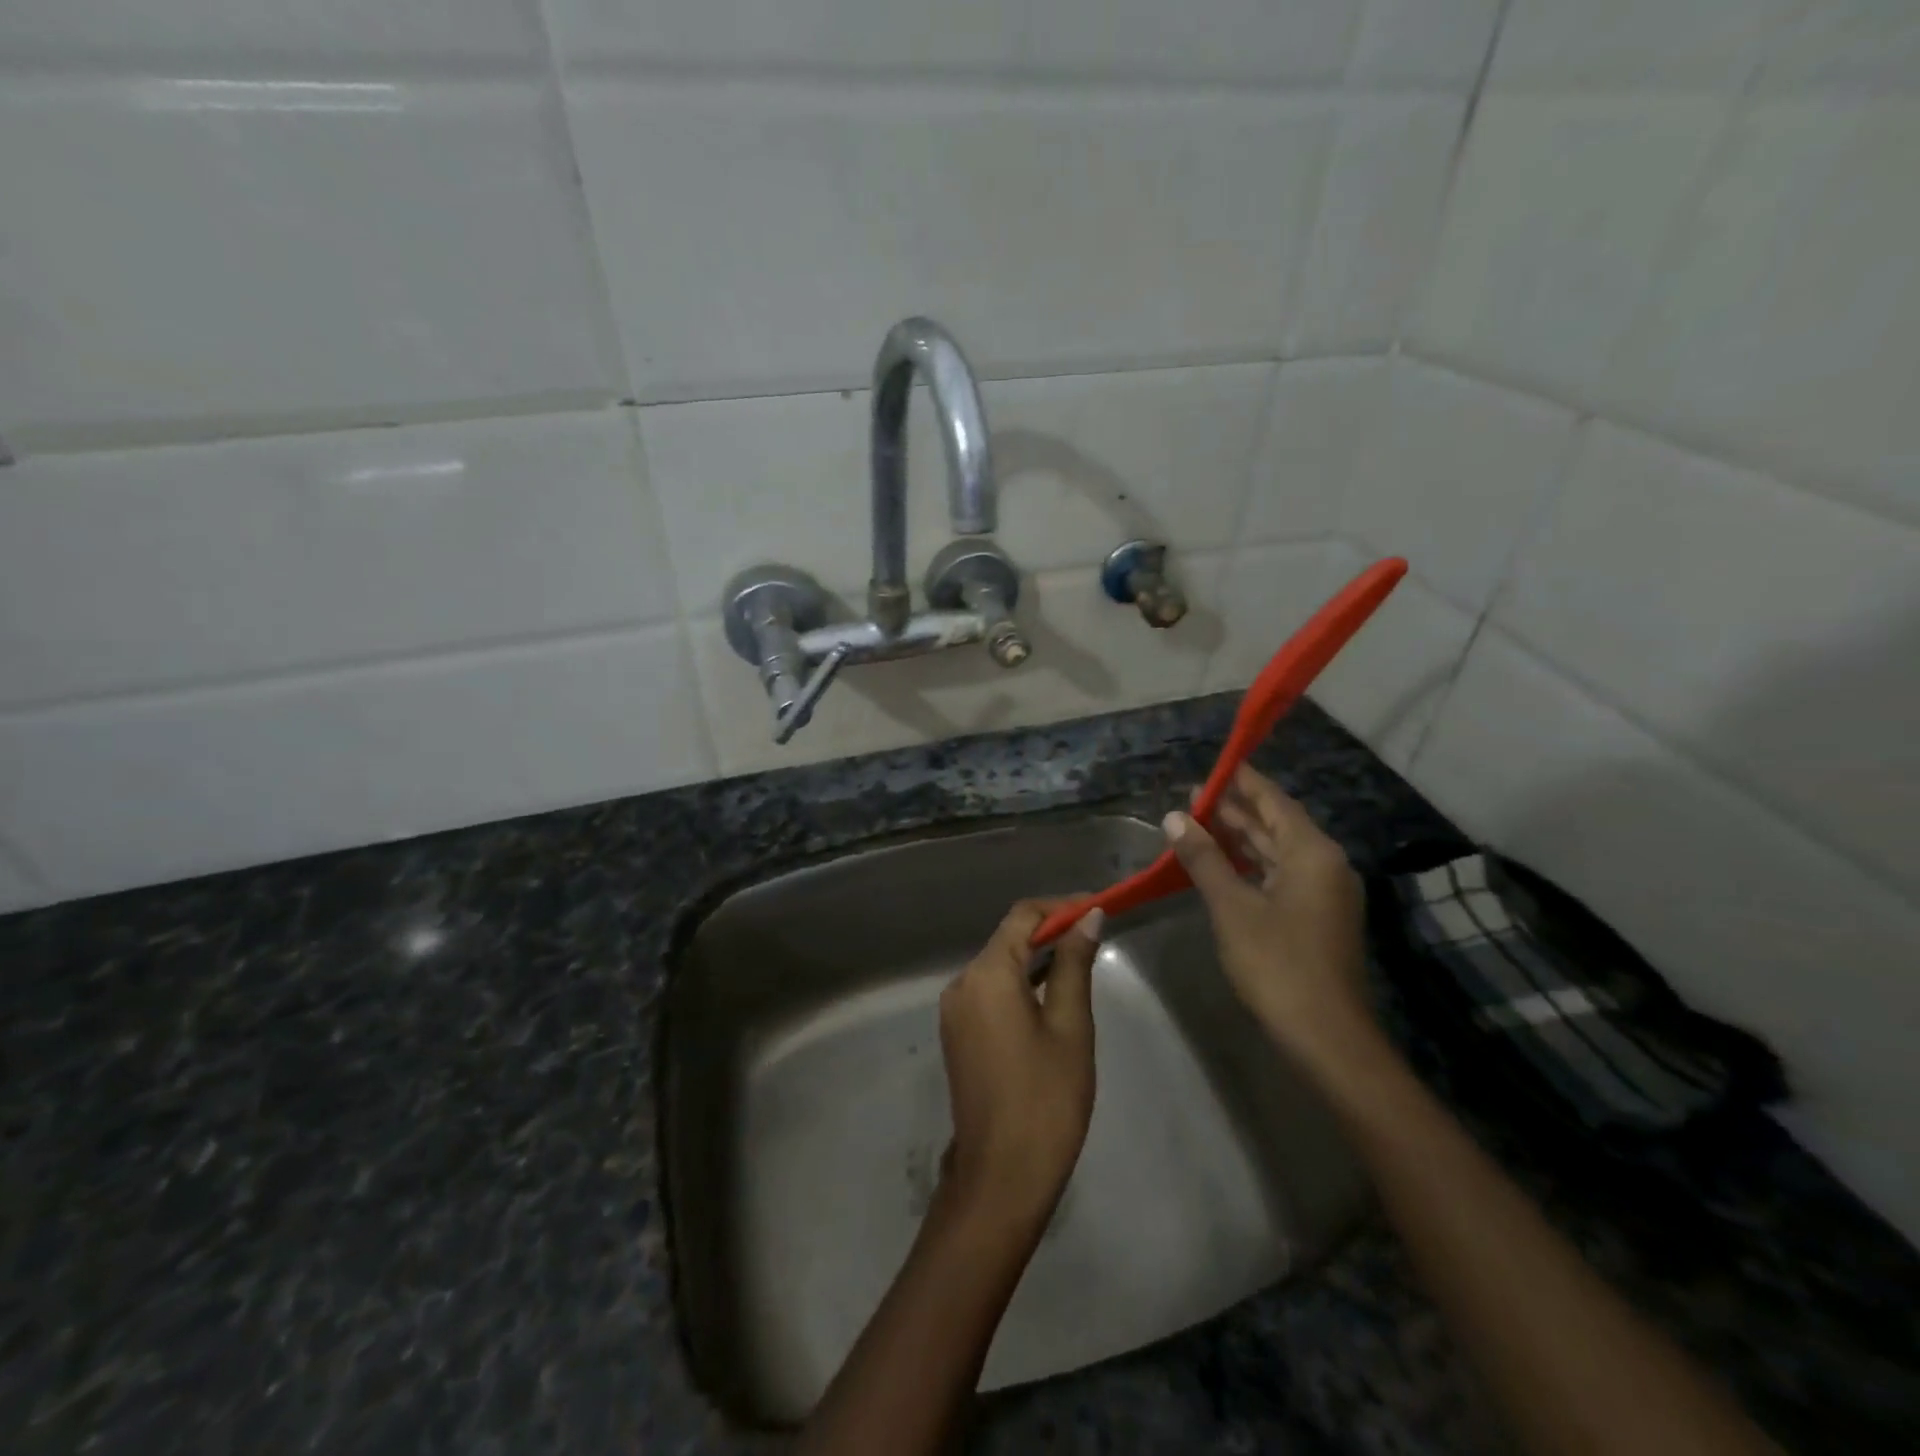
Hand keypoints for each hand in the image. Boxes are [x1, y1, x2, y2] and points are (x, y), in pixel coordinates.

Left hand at [938, 900, 1101, 1232]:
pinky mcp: (957, 1033)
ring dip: (1036, 957)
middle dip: (1050, 930)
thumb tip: (1088, 917)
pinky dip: (1019, 983)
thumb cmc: (1046, 1098)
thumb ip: (1074, 964)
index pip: (1023, 916)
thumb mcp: (1070, 1026)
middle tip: (1095, 933)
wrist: (1000, 1177)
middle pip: (1008, 938)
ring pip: (998, 965)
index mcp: (987, 974)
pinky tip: (1050, 993)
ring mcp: (955, 1010)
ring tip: (1080, 959)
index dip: (1060, 906)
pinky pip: (990, 991)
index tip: (1098, 906)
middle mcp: (962, 982)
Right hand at [1163, 765, 1373, 1074]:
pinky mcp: (1317, 917)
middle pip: (1277, 824)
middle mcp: (1325, 864)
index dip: (1243, 781)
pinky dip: (1251, 865)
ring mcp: (1324, 893)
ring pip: (1277, 852)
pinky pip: (1281, 875)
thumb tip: (1174, 817)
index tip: (1215, 765)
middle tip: (1192, 797)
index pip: (1274, 801)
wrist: (1326, 1036)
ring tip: (1200, 822)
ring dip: (1241, 838)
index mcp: (1312, 853)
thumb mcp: (1232, 907)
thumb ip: (1204, 858)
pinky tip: (1223, 863)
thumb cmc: (1277, 964)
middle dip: (1236, 810)